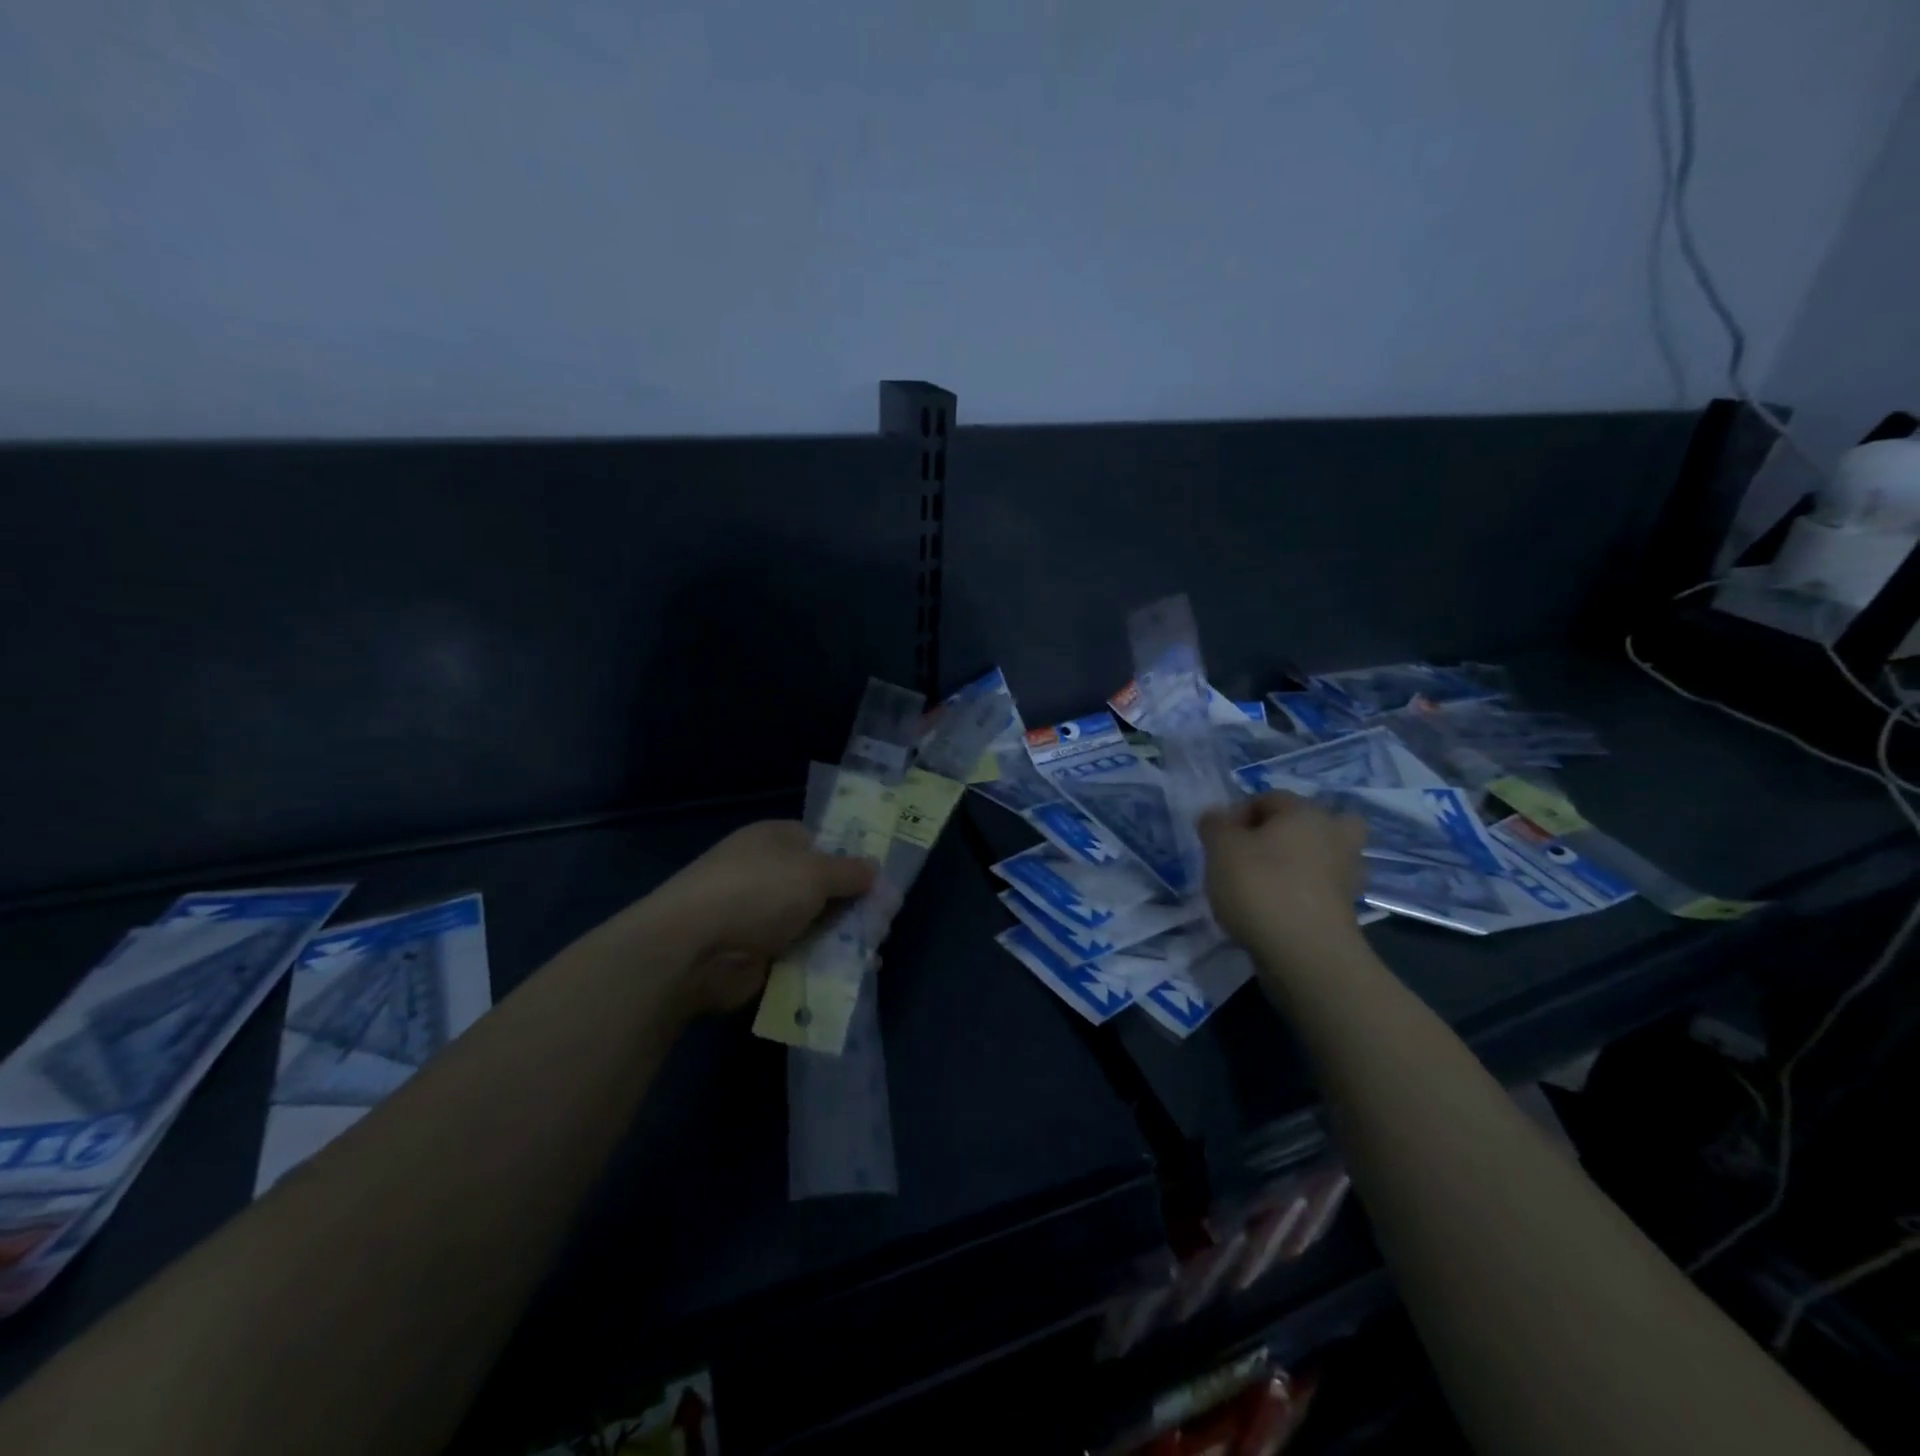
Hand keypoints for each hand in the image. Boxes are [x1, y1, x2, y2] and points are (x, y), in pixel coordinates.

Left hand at [649, 820, 877, 1011]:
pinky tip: (855, 972)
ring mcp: (762, 916)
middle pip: (824, 887)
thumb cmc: (758, 891)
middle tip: (884, 923)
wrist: (694, 948)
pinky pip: (803, 955)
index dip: (852, 859)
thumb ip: (850, 871)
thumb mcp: (814, 872)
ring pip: (817, 924)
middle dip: (856, 904)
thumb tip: (875, 870)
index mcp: (776, 840)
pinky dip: (826, 963)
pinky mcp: (760, 955)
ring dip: (845, 937)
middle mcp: (769, 873)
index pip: (822, 843)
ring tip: (874, 953)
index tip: (882, 881)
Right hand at [1200, 792, 1367, 970]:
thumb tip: (1217, 817)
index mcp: (1306, 812)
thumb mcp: (1220, 849)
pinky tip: (1275, 908)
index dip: (1237, 814)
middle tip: (1254, 853)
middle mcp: (1334, 835)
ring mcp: (1346, 874)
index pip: (1268, 798)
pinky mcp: (1347, 909)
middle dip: (1283, 833)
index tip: (1218, 841)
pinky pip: (1320, 888)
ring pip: (1319, 855)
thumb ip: (1215, 826)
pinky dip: (1302, 893)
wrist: (1305, 955)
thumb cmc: (1260, 888)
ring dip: (1296, 863)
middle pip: (1309, 822)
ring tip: (1263, 883)